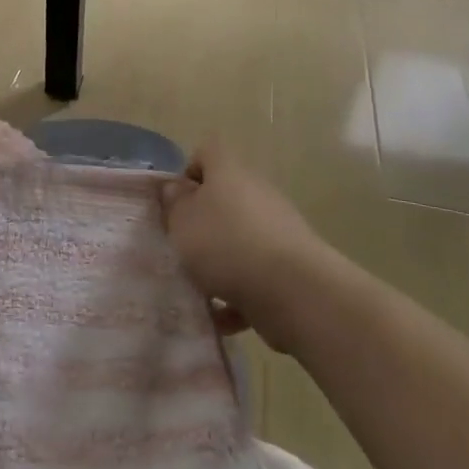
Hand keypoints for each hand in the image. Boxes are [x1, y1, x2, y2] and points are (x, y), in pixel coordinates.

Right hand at [160, 143, 322, 351]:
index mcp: (229, 172)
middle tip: (181, 245)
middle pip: (224, 197)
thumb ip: (174, 203)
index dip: (188, 171)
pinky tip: (221, 317)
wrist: (294, 291)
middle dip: (201, 222)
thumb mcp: (183, 222)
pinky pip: (255, 273)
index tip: (175, 202)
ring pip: (239, 237)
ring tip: (197, 286)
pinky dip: (238, 293)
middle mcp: (256, 192)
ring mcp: (277, 228)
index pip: (208, 152)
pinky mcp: (289, 265)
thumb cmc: (226, 244)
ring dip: (219, 260)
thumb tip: (176, 188)